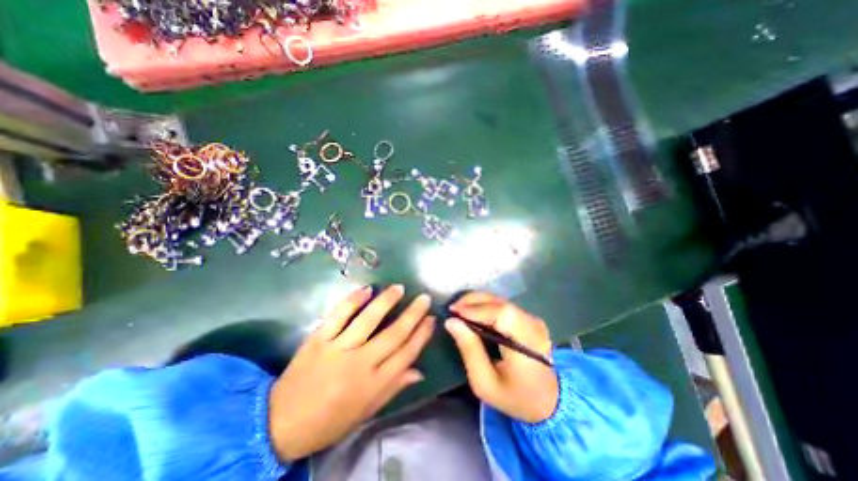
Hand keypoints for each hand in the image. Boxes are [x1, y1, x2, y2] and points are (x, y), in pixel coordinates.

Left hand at [267, 285, 435, 460]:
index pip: (406, 353)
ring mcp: (338, 349)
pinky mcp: (318, 339)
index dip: (422, 334)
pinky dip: (353, 300)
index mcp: (374, 384)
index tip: (431, 318)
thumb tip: (419, 370)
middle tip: (424, 297)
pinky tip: (367, 289)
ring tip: (399, 288)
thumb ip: (394, 387)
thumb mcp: (366, 411)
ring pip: (368, 320)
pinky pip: (338, 315)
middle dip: (412, 314)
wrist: (281, 423)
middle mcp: (360, 363)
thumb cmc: (330, 420)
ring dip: (386, 301)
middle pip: (394, 334)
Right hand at [446, 291, 560, 422]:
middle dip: (473, 301)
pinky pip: (504, 305)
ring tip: (459, 310)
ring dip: (478, 302)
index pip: (502, 314)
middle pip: (501, 303)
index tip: (453, 311)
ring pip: (501, 301)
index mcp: (526, 345)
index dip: (476, 309)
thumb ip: (469, 349)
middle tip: (453, 308)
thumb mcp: (484, 382)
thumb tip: (451, 321)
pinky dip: (486, 306)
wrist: (547, 402)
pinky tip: (473, 313)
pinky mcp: (529, 318)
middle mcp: (533, 326)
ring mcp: (533, 320)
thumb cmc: (514, 397)